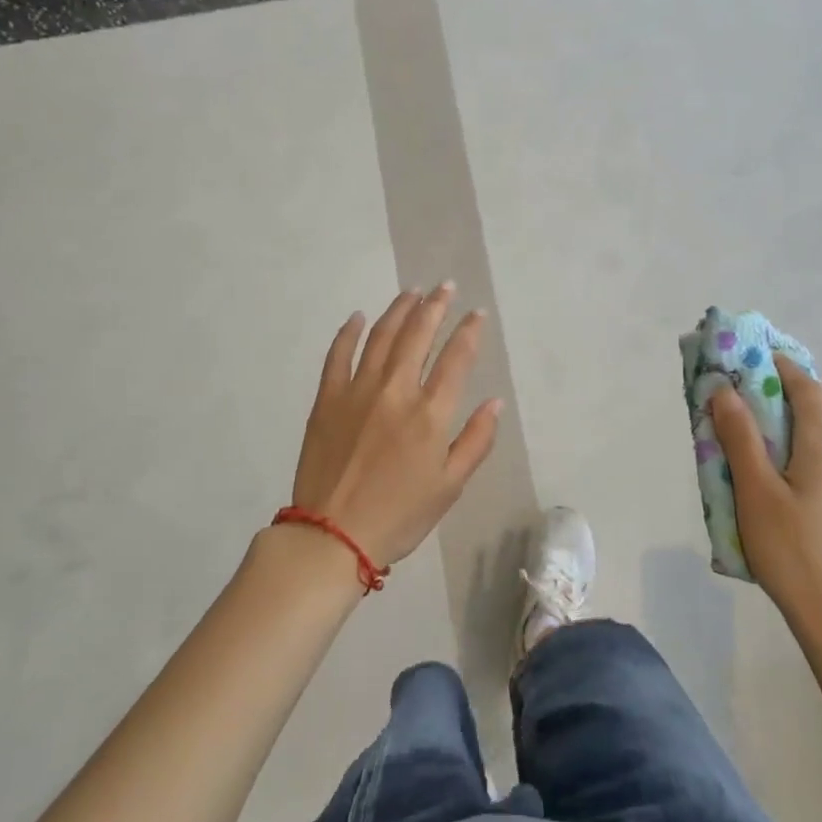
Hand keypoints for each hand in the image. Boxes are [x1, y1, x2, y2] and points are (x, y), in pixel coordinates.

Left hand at [288, 284, 501, 569]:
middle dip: (435, 306)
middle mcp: (395, 391)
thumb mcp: (450, 486)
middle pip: (418, 335)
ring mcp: (357, 391)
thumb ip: (476, 440)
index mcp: (430, 413)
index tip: (477, 312)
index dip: (469, 331)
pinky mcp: (327, 399)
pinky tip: (358, 317)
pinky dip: (348, 332)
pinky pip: (338, 355)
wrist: (332, 536)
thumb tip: (494, 402)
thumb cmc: (400, 515)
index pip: (456, 358)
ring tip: (411, 293)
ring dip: (398, 310)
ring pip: (381, 336)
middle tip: (444, 286)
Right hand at [710, 355, 821, 643]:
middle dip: (815, 395)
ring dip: (821, 425)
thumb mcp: (755, 494)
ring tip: (781, 450)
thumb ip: (740, 439)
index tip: (759, 359)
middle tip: (779, 411)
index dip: (784, 368)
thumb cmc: (793, 554)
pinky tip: (798, 489)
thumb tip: (725, 391)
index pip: (809, 391)